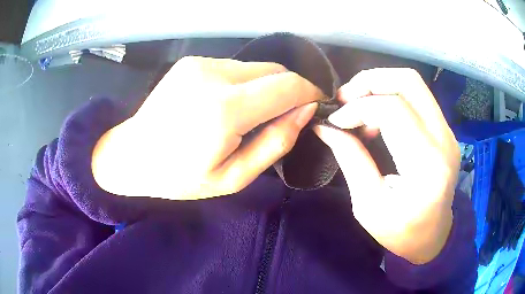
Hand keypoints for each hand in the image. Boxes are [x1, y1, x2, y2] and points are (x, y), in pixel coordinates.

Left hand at [92, 57, 320, 199]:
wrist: (132, 155)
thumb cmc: (179, 176)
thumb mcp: (233, 177)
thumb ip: (275, 142)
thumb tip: (305, 111)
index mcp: (225, 109)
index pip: (288, 86)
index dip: (311, 92)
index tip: (317, 104)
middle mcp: (214, 75)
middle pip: (276, 70)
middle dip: (289, 90)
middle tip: (280, 117)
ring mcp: (200, 63)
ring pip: (256, 67)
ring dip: (265, 87)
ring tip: (247, 115)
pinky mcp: (192, 61)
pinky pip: (235, 67)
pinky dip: (244, 83)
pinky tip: (226, 104)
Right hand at [313, 68, 459, 263]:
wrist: (433, 236)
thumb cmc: (401, 231)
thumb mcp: (368, 205)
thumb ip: (350, 160)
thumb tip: (325, 126)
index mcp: (427, 167)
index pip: (394, 110)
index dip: (358, 107)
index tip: (335, 121)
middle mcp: (444, 141)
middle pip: (409, 82)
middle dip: (370, 80)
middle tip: (345, 98)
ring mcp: (448, 132)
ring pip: (414, 83)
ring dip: (380, 85)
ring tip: (358, 105)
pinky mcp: (446, 130)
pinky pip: (418, 97)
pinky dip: (392, 96)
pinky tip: (378, 116)